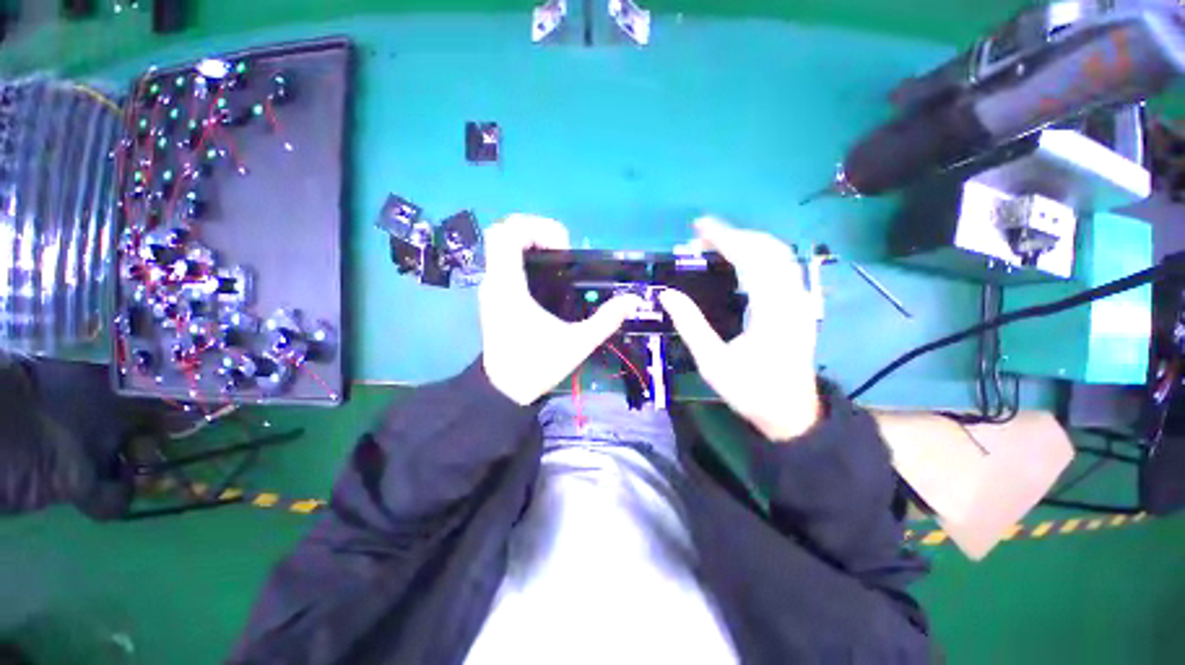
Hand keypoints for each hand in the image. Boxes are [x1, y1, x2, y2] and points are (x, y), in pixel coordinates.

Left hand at [479, 214, 642, 404]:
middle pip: (502, 231)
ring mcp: (490, 288)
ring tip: (557, 260)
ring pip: (501, 245)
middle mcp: (494, 281)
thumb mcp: (577, 344)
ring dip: (529, 242)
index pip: (507, 234)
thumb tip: (631, 300)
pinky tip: (546, 276)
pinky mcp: (494, 296)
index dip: (536, 228)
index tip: (562, 247)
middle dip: (534, 230)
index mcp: (509, 288)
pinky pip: (503, 261)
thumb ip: (606, 320)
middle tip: (561, 249)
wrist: (504, 390)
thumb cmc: (537, 366)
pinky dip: (523, 256)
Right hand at [659, 218, 820, 440]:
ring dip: (747, 243)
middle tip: (700, 237)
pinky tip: (738, 261)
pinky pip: (780, 268)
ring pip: (778, 255)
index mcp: (771, 311)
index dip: (724, 238)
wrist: (792, 413)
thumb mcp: (713, 363)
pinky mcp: (798, 306)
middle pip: (768, 249)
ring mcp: (799, 301)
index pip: (750, 259)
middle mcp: (791, 298)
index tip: (698, 227)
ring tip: (715, 245)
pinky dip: (758, 255)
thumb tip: (668, 294)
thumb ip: (690, 325)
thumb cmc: (751, 390)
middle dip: (734, 235)